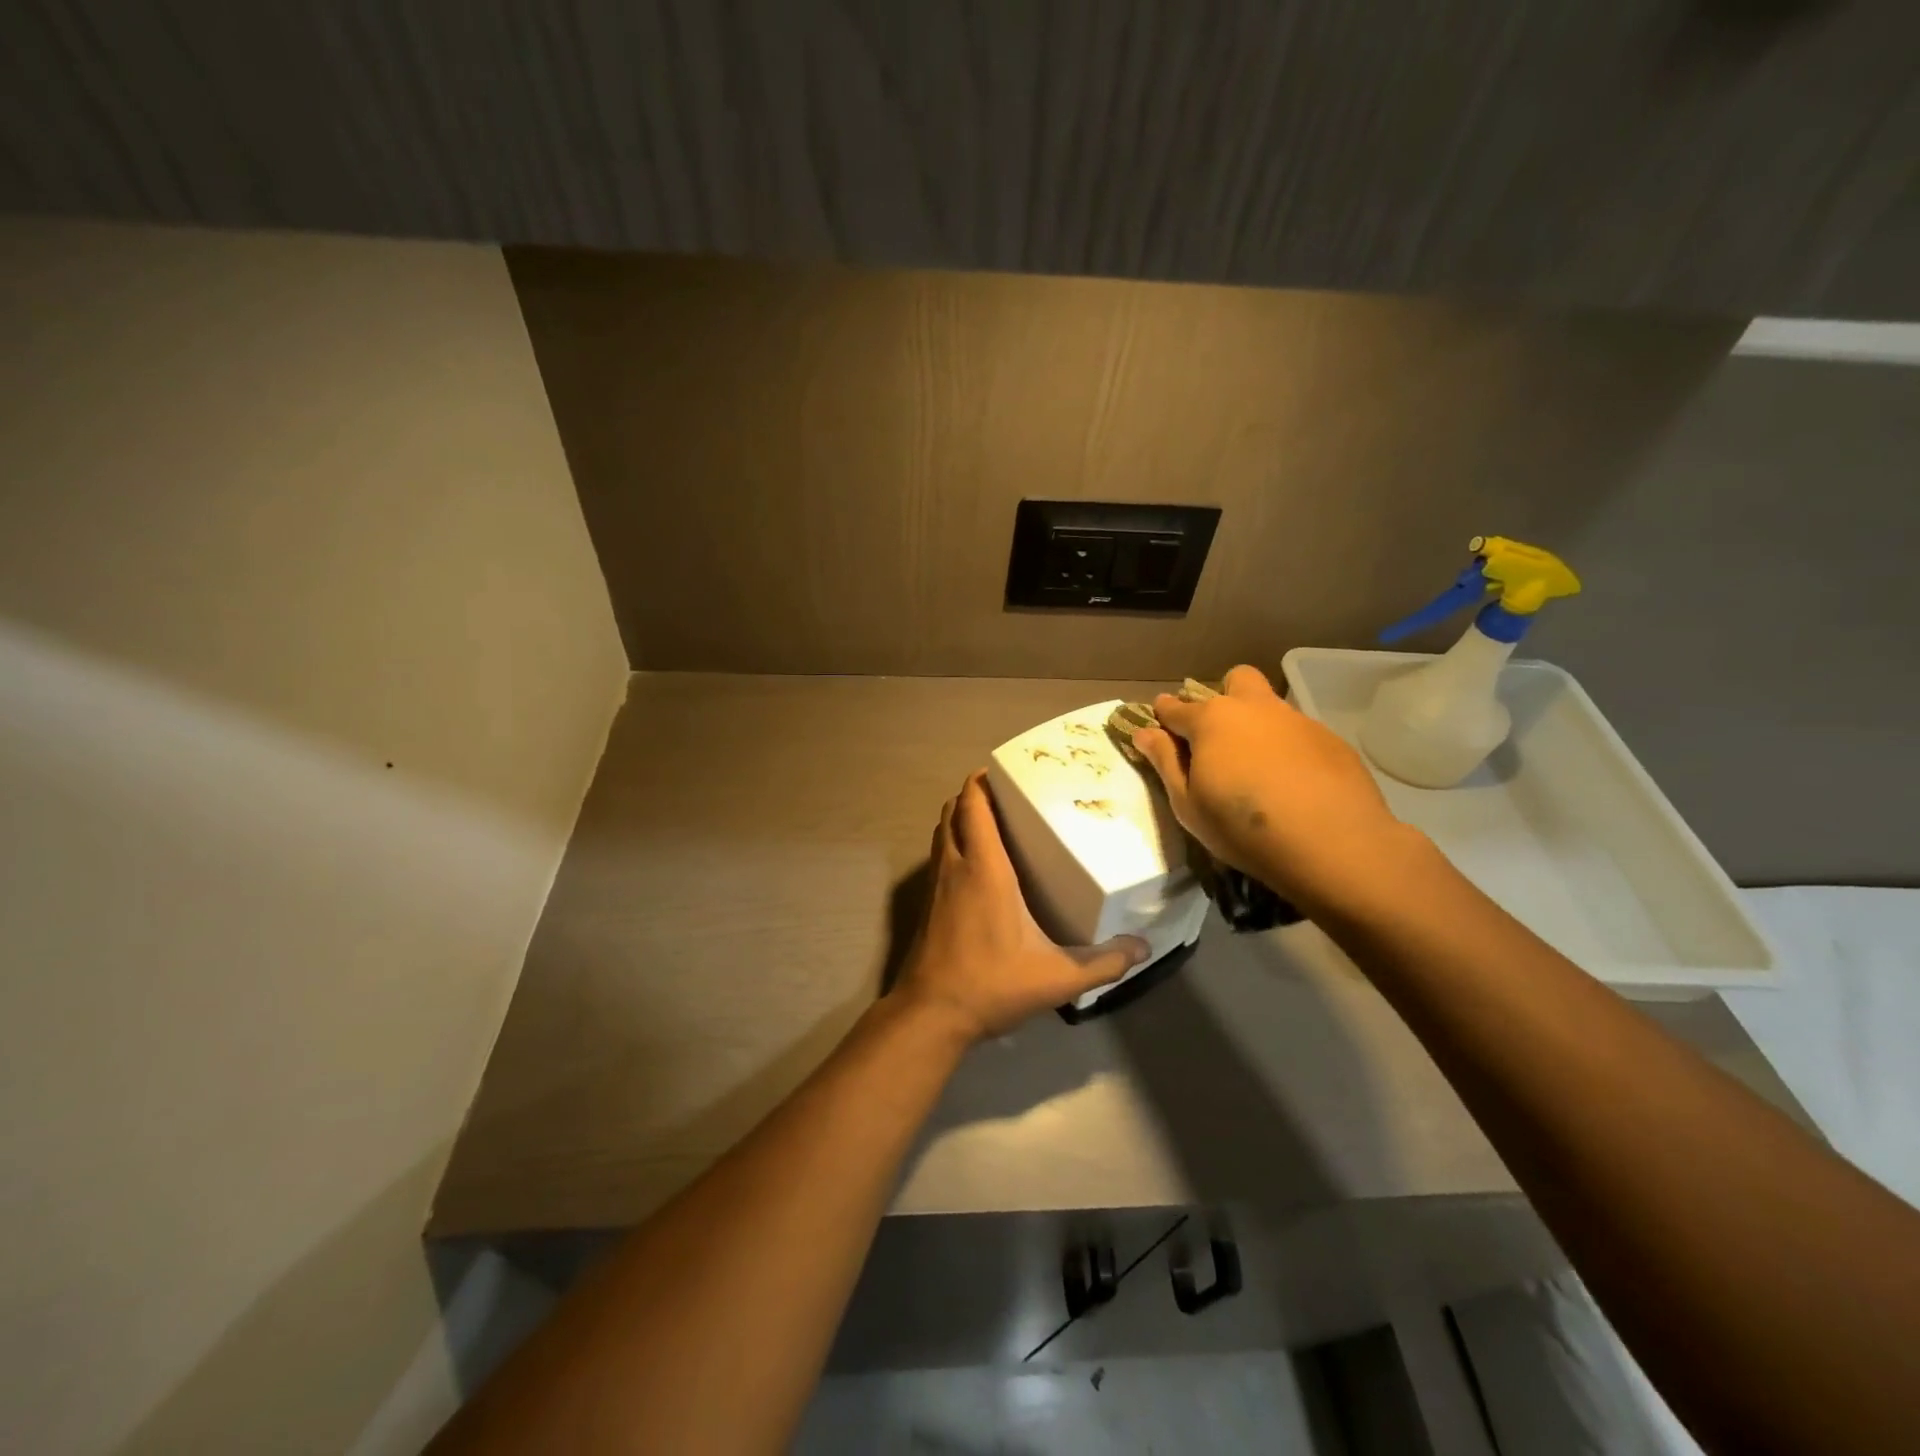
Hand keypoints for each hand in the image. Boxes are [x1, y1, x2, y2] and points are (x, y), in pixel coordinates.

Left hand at [892, 771, 1147, 1042]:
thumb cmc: (991, 984)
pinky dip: (953, 844)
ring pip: (941, 832)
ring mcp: (935, 884)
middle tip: (1006, 795)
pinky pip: (938, 856)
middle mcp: (955, 866)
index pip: (974, 806)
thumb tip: (1143, 948)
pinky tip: (976, 867)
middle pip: (953, 810)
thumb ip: (1103, 963)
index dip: (983, 781)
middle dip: (973, 795)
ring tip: (992, 821)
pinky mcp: (927, 904)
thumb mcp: (1056, 978)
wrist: (930, 1014)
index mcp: (984, 868)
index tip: (1005, 771)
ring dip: (960, 818)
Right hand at [1130, 665, 1409, 910]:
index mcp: (1212, 720)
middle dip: (1223, 697)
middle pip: (1235, 680)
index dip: (1163, 715)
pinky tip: (1294, 784)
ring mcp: (1297, 720)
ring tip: (1258, 769)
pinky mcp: (1331, 740)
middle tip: (1218, 738)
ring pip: (1270, 706)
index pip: (1175, 707)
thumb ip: (1165, 762)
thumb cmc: (1242, 827)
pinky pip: (1299, 733)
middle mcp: (1254, 708)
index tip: (1159, 726)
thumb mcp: (1188, 804)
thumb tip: (1143, 732)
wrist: (1333, 844)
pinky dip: (1288, 749)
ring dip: (1257, 724)